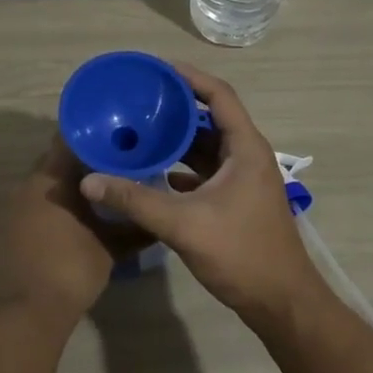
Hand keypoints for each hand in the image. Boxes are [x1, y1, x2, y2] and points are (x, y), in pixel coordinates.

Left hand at [0, 134, 148, 329]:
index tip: (112, 142)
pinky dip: (44, 213)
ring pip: (40, 188)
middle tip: (108, 174)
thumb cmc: (70, 271)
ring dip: (61, 192)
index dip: (91, 139)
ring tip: (89, 203)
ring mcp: (7, 209)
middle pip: (54, 164)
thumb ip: (134, 228)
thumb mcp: (110, 249)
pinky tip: (62, 230)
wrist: (20, 316)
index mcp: (51, 179)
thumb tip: (157, 220)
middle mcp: (25, 185)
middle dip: (79, 168)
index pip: (69, 140)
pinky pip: (26, 211)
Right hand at [79, 64, 326, 327]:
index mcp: (244, 148)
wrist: (282, 304)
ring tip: (141, 130)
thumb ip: (136, 200)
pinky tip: (154, 171)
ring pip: (207, 147)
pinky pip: (205, 171)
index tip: (158, 68)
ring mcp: (243, 179)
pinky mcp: (236, 200)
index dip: (190, 77)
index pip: (219, 95)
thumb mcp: (184, 224)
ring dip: (178, 139)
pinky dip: (181, 166)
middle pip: (211, 118)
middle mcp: (246, 156)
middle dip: (177, 107)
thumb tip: (90, 180)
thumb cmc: (241, 254)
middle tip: (141, 99)